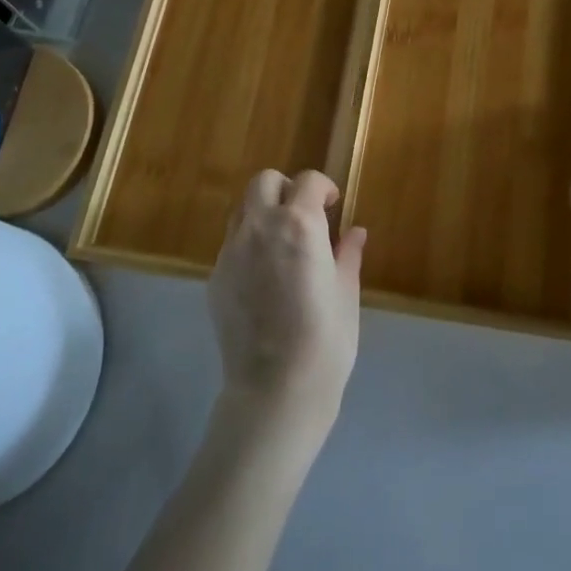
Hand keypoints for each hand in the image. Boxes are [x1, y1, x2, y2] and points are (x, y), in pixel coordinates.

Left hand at [208, 170, 365, 443]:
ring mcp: (231, 251)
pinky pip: (231, 245)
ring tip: (281, 244)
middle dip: (286, 189)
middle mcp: (260, 227)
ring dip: (263, 213)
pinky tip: (264, 278)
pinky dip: (248, 245)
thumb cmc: (325, 340)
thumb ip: (348, 255)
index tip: (332, 205)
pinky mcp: (215, 277)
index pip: (308, 181)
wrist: (275, 389)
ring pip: (242, 210)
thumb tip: (355, 233)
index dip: (323, 187)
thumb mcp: (346, 293)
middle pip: (264, 182)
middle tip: (303, 215)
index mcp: (299, 224)